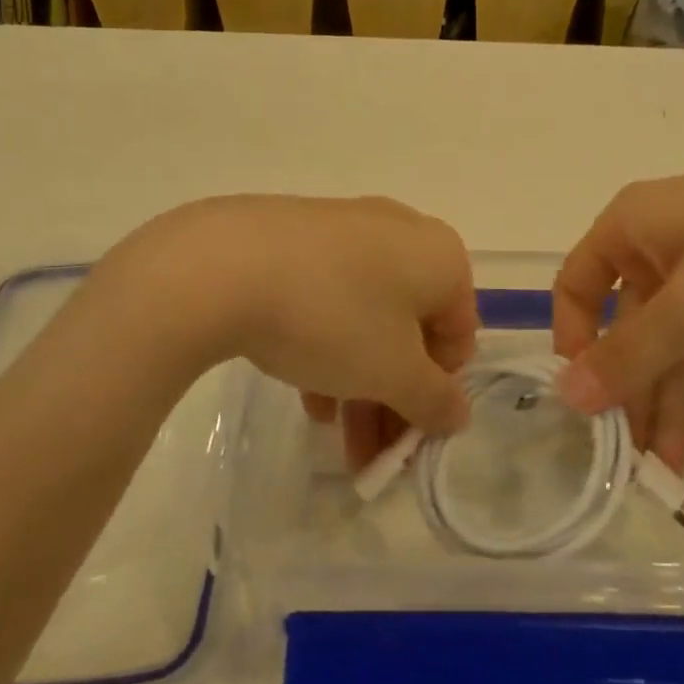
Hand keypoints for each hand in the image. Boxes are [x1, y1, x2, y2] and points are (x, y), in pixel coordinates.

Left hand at [95, 195, 477, 467]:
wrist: (225, 264)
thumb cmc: (333, 318)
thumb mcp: (392, 373)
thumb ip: (434, 399)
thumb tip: (457, 413)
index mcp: (439, 256)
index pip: (458, 336)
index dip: (437, 393)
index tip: (409, 438)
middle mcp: (401, 233)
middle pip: (409, 331)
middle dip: (392, 398)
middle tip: (369, 454)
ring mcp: (346, 229)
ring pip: (366, 318)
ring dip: (358, 382)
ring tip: (332, 434)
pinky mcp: (299, 237)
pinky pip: (329, 297)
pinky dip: (327, 345)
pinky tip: (306, 391)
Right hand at [551, 159, 683, 468]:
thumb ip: (629, 356)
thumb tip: (564, 396)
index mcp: (633, 225)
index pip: (578, 284)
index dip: (575, 342)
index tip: (587, 400)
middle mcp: (664, 241)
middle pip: (635, 325)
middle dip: (639, 393)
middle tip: (638, 462)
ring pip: (681, 340)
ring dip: (679, 403)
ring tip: (678, 476)